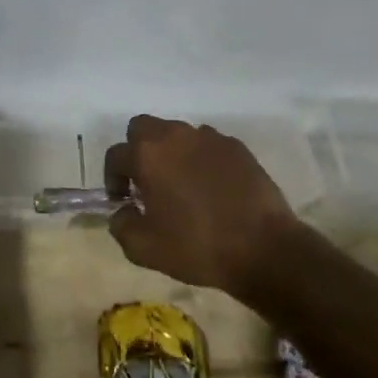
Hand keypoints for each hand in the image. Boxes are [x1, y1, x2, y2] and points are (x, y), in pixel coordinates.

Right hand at [105, 116, 300, 294]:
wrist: (264, 248)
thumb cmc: (198, 246)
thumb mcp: (145, 249)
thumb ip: (121, 226)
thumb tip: (122, 211)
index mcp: (148, 155)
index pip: (116, 155)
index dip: (113, 178)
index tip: (123, 201)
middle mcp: (175, 136)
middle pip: (142, 128)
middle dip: (137, 150)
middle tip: (146, 182)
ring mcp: (208, 137)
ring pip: (176, 133)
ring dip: (170, 152)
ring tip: (181, 184)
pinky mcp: (236, 146)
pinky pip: (207, 144)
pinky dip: (200, 158)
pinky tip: (211, 186)